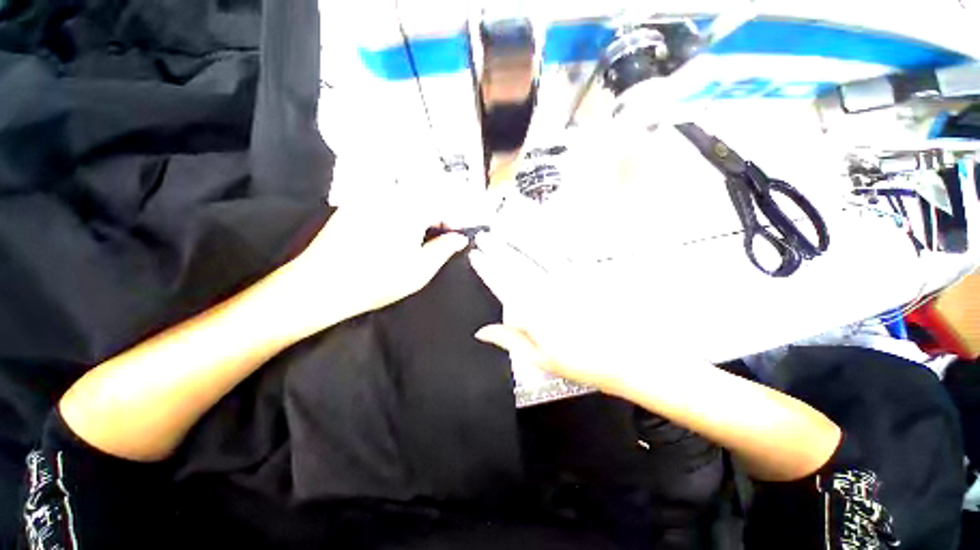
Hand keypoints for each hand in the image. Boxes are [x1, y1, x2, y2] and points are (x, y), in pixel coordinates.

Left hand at [277, 191, 468, 337]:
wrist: (322, 286)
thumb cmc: (377, 281)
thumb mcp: (420, 270)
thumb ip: (444, 250)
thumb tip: (459, 239)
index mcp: (409, 211)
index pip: (440, 204)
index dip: (451, 219)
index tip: (453, 234)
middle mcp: (388, 198)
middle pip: (421, 195)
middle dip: (433, 214)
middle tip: (434, 236)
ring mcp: (367, 199)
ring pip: (402, 197)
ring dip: (415, 212)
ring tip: (413, 237)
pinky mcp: (351, 206)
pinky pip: (381, 201)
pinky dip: (394, 213)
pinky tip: (389, 234)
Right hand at [468, 233, 676, 396]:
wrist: (630, 357)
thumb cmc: (584, 362)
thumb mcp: (541, 358)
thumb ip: (510, 340)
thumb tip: (482, 332)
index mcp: (535, 313)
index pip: (502, 285)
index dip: (486, 269)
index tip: (475, 256)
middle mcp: (549, 291)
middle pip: (516, 264)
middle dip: (497, 248)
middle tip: (485, 235)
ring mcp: (570, 278)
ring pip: (538, 251)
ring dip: (520, 236)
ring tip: (507, 223)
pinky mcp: (589, 272)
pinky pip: (568, 249)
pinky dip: (552, 236)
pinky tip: (544, 226)